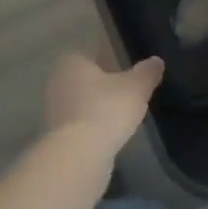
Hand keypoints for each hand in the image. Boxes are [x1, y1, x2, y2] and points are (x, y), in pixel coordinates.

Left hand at [42, 51, 163, 150]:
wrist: (78, 155)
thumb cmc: (106, 109)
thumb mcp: (136, 88)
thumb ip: (146, 72)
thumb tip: (156, 61)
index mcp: (72, 61)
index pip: (93, 54)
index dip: (111, 61)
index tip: (127, 72)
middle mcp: (56, 81)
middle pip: (84, 79)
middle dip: (102, 86)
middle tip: (126, 95)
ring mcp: (51, 109)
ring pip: (79, 102)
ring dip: (96, 108)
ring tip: (119, 117)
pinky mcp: (53, 134)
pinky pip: (77, 124)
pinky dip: (90, 127)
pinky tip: (106, 136)